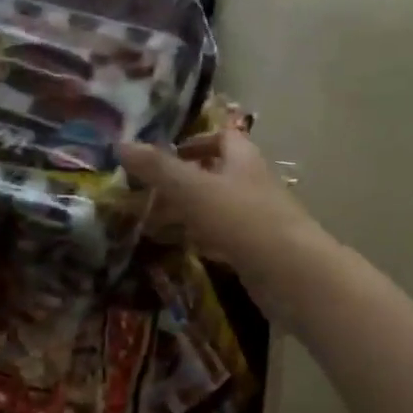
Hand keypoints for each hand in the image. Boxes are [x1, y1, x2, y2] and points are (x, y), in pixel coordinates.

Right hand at [117, 130, 327, 292]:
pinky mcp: (253, 251)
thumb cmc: (242, 220)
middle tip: (143, 193)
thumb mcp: (193, 189)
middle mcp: (251, 184)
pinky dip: (196, 239)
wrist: (291, 274)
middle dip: (179, 182)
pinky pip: (219, 238)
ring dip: (183, 213)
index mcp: (242, 159)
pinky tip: (175, 248)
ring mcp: (254, 219)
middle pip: (213, 174)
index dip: (193, 142)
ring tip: (147, 222)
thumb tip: (121, 144)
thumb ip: (158, 168)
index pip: (220, 138)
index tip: (162, 155)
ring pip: (213, 208)